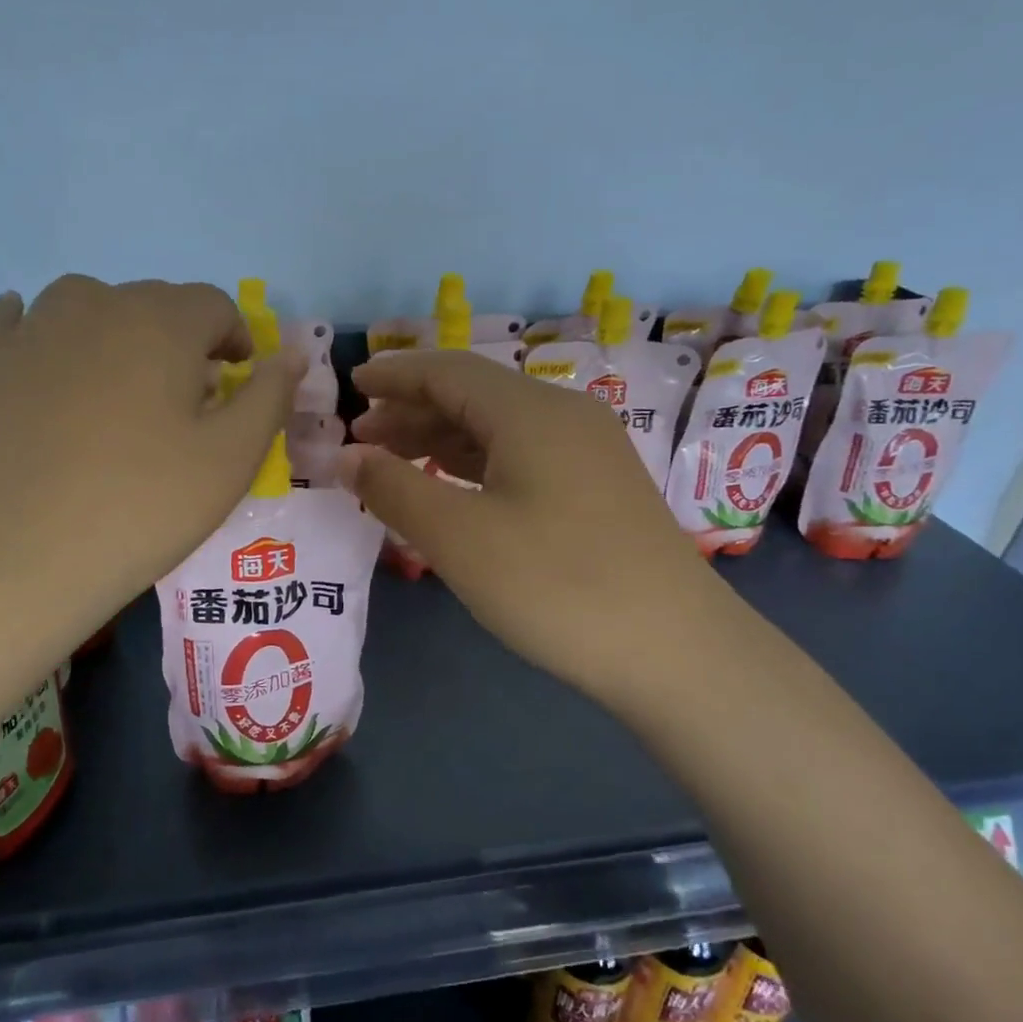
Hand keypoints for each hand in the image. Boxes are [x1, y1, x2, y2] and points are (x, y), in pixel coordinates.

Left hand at [0, 277, 301, 646]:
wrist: (17, 557)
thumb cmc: (142, 506)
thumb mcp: (232, 459)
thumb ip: (269, 397)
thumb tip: (290, 355)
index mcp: (163, 322)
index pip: (214, 305)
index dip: (235, 338)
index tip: (237, 381)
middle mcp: (95, 306)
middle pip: (153, 302)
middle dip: (180, 340)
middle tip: (184, 401)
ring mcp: (30, 331)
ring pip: (85, 306)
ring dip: (114, 332)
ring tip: (118, 386)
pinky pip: (11, 323)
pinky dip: (32, 329)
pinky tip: (36, 348)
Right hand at [342, 349, 730, 712]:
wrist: (675, 649)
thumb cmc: (556, 584)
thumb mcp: (459, 537)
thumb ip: (394, 488)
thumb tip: (347, 457)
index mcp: (531, 411)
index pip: (449, 371)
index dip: (395, 375)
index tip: (351, 386)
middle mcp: (564, 416)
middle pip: (474, 396)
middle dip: (413, 411)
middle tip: (361, 440)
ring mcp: (589, 452)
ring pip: (500, 429)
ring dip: (443, 439)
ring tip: (394, 464)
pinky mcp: (599, 489)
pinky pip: (524, 457)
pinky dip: (477, 466)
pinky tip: (453, 490)